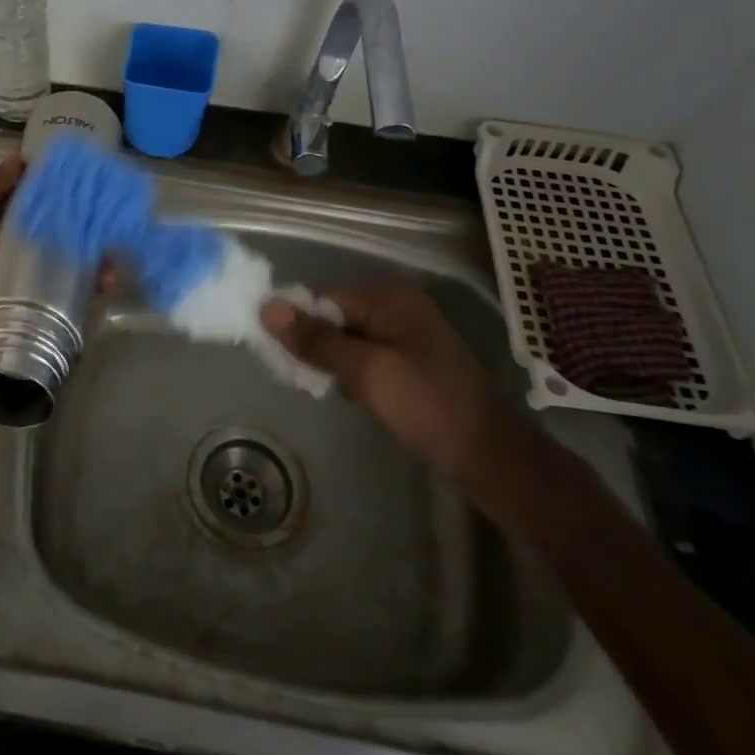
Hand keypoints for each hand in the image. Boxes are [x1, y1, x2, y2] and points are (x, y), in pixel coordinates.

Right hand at [259, 283, 508, 482]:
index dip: (299, 325)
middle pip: (333, 317)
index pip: (322, 299)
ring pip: (346, 340)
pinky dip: (351, 374)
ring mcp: (405, 335)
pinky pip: (364, 357)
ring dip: (332, 363)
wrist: (488, 456)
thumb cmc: (426, 406)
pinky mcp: (408, 362)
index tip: (284, 359)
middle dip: (316, 346)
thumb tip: (266, 308)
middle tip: (306, 379)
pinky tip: (352, 397)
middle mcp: (396, 308)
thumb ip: (316, 340)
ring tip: (330, 391)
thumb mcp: (365, 371)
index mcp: (388, 298)